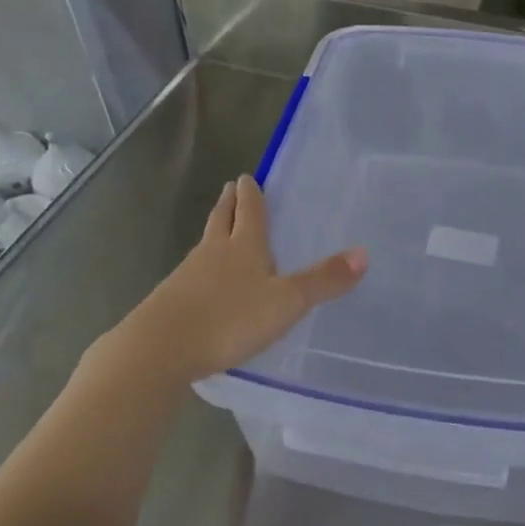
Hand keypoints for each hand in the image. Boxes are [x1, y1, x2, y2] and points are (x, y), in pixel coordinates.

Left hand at [126, 175, 366, 386]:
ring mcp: (188, 275)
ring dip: (214, 232)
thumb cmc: (229, 319)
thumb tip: (364, 253)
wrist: (161, 348)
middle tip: (230, 186)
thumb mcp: (286, 302)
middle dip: (228, 203)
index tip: (247, 177)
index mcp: (243, 246)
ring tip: (219, 229)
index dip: (251, 194)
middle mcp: (214, 252)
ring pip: (204, 244)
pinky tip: (203, 281)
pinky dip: (201, 268)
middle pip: (221, 219)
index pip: (249, 211)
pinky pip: (191, 274)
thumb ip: (323, 280)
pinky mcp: (171, 300)